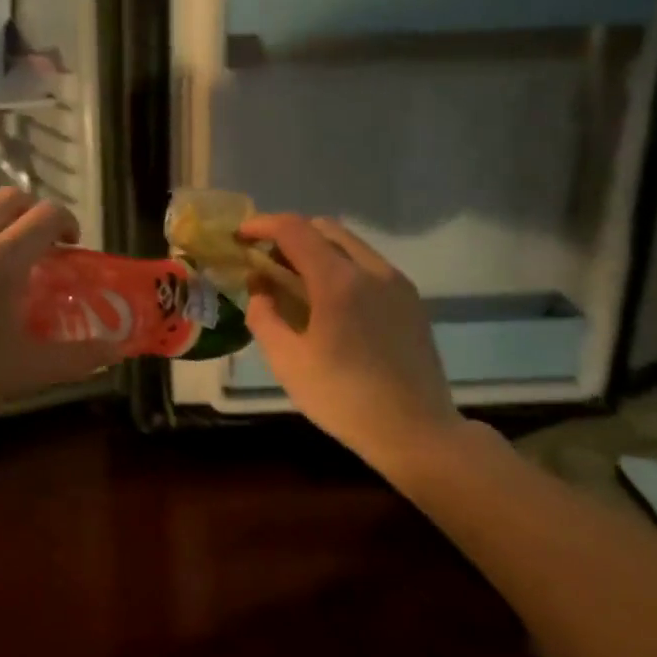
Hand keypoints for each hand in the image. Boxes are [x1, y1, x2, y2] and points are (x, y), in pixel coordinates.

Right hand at [240, 214, 459, 468]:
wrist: (416, 431)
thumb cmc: (344, 399)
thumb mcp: (287, 362)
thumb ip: (264, 317)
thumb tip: (259, 289)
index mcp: (338, 281)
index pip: (294, 230)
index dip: (262, 225)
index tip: (240, 236)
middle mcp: (372, 269)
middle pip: (324, 228)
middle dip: (289, 235)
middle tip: (266, 261)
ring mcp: (397, 282)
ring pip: (350, 244)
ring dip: (317, 250)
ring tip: (295, 281)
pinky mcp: (411, 300)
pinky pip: (369, 266)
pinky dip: (341, 266)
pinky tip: (329, 301)